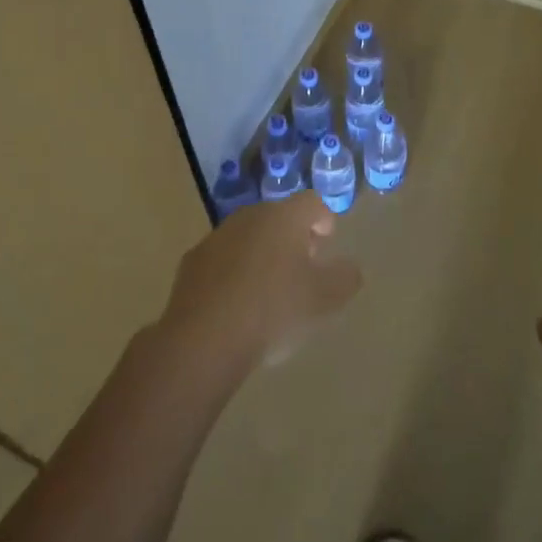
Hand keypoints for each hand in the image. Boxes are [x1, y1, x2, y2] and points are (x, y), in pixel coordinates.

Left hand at [156, 194, 361, 373]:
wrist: (204, 339)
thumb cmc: (273, 311)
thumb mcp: (324, 300)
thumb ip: (345, 278)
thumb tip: (349, 267)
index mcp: (284, 218)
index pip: (311, 202)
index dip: (324, 219)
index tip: (327, 243)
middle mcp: (249, 217)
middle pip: (278, 217)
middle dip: (293, 238)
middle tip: (303, 269)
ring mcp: (217, 237)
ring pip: (249, 237)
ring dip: (262, 254)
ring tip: (270, 291)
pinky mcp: (192, 262)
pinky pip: (223, 259)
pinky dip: (234, 273)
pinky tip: (237, 305)